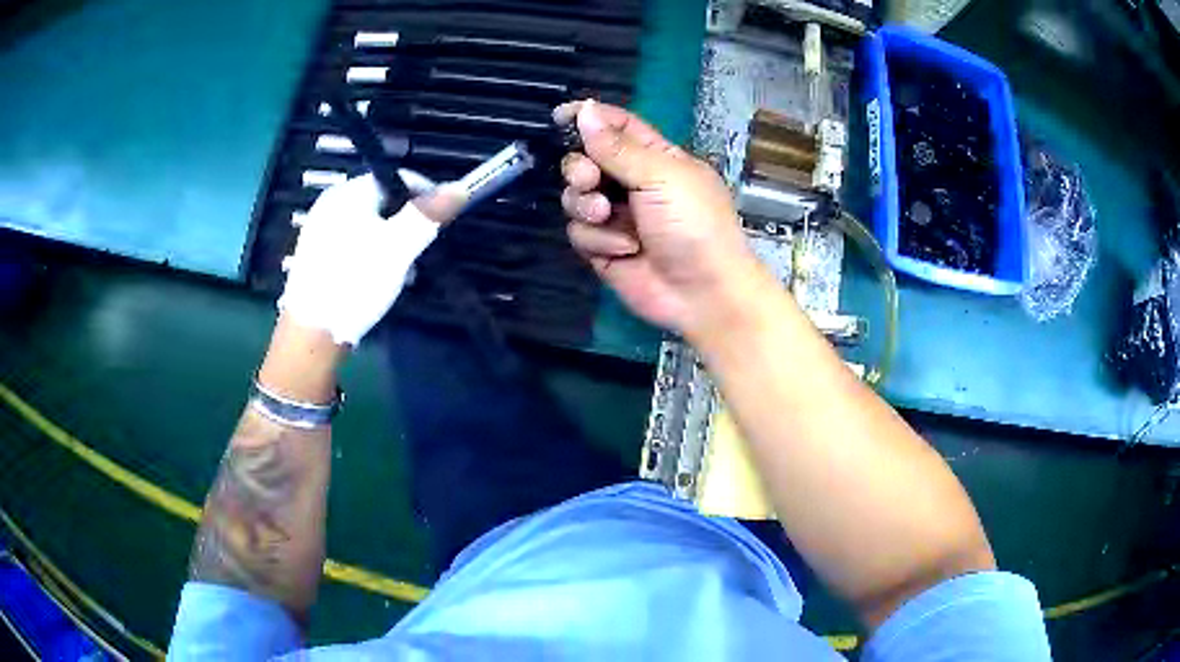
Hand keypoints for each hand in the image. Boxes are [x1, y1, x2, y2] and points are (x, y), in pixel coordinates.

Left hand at [278, 173, 467, 345]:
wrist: (312, 335)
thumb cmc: (355, 283)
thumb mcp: (399, 247)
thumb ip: (428, 215)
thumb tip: (460, 187)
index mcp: (348, 193)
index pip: (398, 178)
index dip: (426, 195)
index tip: (441, 223)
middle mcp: (331, 204)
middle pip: (384, 202)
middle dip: (408, 225)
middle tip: (420, 254)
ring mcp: (320, 230)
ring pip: (370, 225)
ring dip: (392, 243)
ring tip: (402, 273)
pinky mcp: (317, 256)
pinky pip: (354, 243)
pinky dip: (372, 255)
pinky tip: (377, 280)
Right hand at [555, 100, 759, 337]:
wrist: (703, 292)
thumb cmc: (695, 225)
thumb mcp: (662, 177)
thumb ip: (618, 146)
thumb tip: (585, 110)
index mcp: (654, 156)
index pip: (616, 126)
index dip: (589, 118)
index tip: (560, 117)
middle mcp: (631, 182)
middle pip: (585, 160)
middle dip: (580, 168)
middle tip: (590, 179)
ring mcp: (616, 216)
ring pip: (575, 197)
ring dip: (587, 206)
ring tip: (607, 216)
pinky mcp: (603, 247)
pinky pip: (579, 232)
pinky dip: (598, 240)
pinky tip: (625, 250)